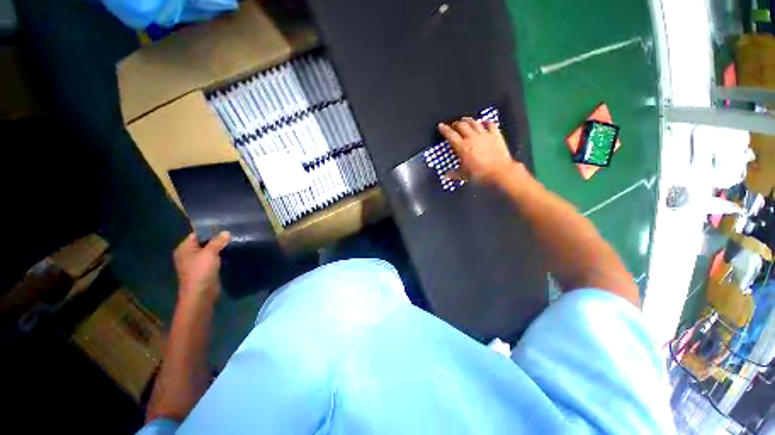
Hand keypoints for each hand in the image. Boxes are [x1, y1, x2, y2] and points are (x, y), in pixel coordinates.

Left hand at [173, 232, 229, 304]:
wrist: (200, 294)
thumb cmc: (201, 271)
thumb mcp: (209, 253)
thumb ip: (217, 241)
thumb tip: (226, 232)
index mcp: (184, 248)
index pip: (197, 234)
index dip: (210, 230)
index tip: (225, 227)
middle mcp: (188, 254)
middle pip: (204, 242)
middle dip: (217, 239)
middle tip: (232, 233)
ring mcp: (196, 262)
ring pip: (210, 250)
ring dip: (219, 247)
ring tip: (233, 241)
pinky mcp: (204, 269)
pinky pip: (213, 258)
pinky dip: (220, 255)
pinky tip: (229, 252)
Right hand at [438, 118, 525, 183]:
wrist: (499, 172)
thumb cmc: (479, 174)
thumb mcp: (464, 175)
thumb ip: (454, 174)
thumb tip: (446, 176)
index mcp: (462, 147)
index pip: (450, 135)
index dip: (444, 129)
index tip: (441, 126)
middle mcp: (472, 138)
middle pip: (462, 125)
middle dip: (456, 124)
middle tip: (454, 125)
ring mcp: (484, 135)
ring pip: (474, 123)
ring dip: (468, 121)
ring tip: (465, 120)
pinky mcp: (496, 135)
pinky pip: (490, 124)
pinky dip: (486, 122)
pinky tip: (484, 122)